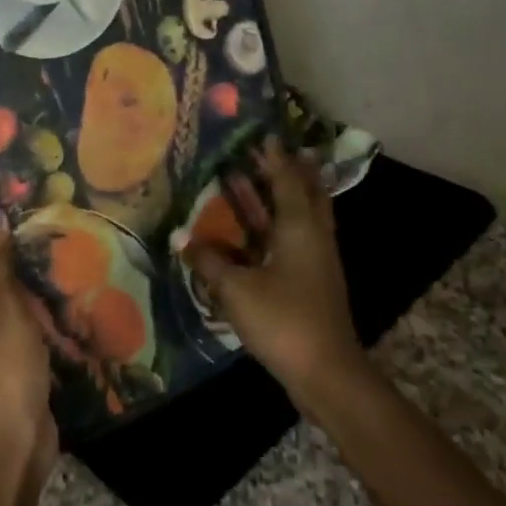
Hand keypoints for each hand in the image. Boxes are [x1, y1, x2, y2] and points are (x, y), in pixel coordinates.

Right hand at [186, 138, 366, 406]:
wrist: (325, 371)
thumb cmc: (282, 319)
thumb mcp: (235, 289)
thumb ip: (208, 261)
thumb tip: (180, 237)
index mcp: (299, 228)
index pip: (288, 181)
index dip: (276, 158)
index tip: (265, 134)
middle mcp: (313, 237)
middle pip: (306, 194)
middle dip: (289, 171)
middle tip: (270, 152)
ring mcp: (318, 260)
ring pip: (304, 216)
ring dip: (286, 196)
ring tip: (265, 179)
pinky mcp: (314, 281)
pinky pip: (298, 238)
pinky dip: (282, 224)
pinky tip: (262, 231)